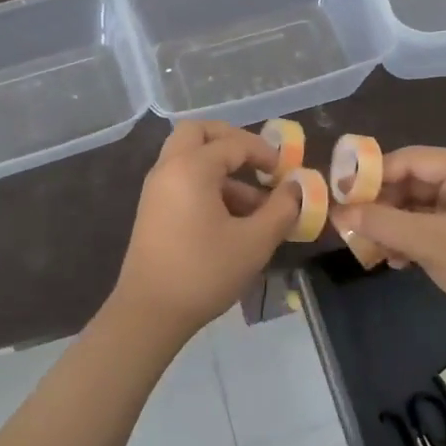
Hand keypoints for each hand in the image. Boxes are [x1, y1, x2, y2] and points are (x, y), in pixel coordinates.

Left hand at [110, 121, 301, 338]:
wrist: (149, 313)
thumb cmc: (204, 272)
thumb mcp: (254, 242)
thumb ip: (281, 209)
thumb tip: (295, 188)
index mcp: (191, 167)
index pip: (233, 143)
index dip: (264, 153)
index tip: (286, 172)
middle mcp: (169, 168)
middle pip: (198, 133)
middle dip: (231, 140)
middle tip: (257, 160)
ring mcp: (156, 188)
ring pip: (189, 157)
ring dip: (222, 168)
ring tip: (255, 205)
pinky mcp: (153, 209)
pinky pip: (182, 178)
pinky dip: (206, 183)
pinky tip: (231, 218)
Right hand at [329, 146, 445, 338]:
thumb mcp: (430, 243)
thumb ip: (382, 223)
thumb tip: (339, 211)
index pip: (408, 159)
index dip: (372, 175)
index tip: (341, 196)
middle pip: (412, 180)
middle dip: (382, 204)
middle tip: (352, 225)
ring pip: (418, 205)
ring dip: (393, 225)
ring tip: (370, 248)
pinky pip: (431, 224)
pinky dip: (411, 238)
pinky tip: (395, 261)